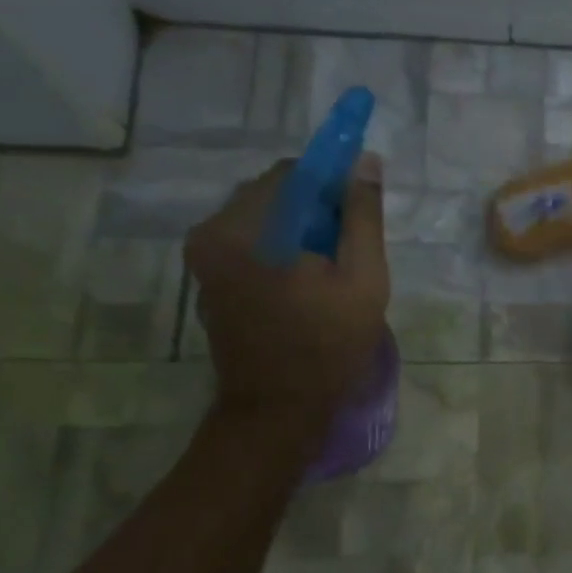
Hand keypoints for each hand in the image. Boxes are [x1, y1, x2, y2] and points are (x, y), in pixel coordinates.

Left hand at [184, 154, 389, 426]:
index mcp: (240, 228)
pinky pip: (253, 245)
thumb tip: (366, 160)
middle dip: (318, 211)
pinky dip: (284, 251)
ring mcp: (204, 260)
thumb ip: (363, 216)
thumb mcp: (363, 278)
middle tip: (351, 249)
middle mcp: (210, 234)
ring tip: (333, 270)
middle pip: (275, 196)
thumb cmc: (326, 346)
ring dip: (303, 232)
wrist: (278, 412)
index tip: (361, 215)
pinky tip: (310, 285)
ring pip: (266, 221)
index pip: (291, 174)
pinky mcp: (210, 281)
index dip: (333, 185)